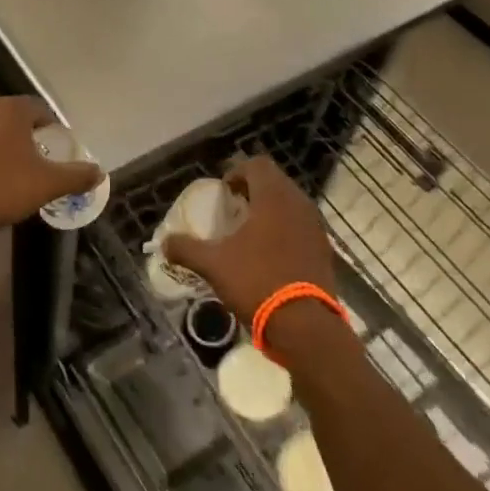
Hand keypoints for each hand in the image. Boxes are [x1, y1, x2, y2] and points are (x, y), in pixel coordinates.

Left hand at [0, 96, 100, 234]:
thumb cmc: (5, 188)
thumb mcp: (48, 184)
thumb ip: (76, 175)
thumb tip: (100, 173)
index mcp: (10, 110)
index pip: (37, 108)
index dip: (49, 125)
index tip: (55, 144)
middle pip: (10, 116)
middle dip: (23, 133)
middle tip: (35, 157)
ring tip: (9, 170)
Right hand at [163, 155, 334, 322]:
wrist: (305, 326)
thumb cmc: (257, 282)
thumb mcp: (214, 265)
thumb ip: (187, 249)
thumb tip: (165, 243)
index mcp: (273, 198)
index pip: (257, 164)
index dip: (237, 171)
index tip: (224, 190)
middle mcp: (298, 204)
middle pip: (275, 181)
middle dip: (253, 189)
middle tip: (234, 207)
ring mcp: (315, 227)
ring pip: (290, 204)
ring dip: (270, 209)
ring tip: (250, 231)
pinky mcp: (324, 250)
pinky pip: (301, 226)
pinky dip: (285, 229)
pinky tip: (270, 253)